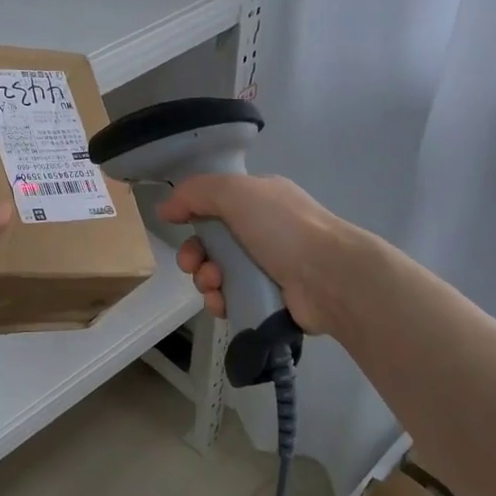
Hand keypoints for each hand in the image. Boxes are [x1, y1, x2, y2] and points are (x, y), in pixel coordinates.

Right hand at [155, 174, 349, 334]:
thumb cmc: (283, 228)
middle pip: (212, 242)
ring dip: (205, 279)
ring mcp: (269, 266)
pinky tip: (222, 302)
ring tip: (214, 284)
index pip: (216, 202)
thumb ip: (195, 193)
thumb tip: (165, 208)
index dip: (192, 213)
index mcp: (260, 200)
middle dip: (194, 254)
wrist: (330, 278)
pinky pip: (232, 298)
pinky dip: (220, 300)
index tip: (175, 224)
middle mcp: (264, 230)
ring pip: (218, 273)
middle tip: (192, 264)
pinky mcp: (270, 299)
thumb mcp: (235, 193)